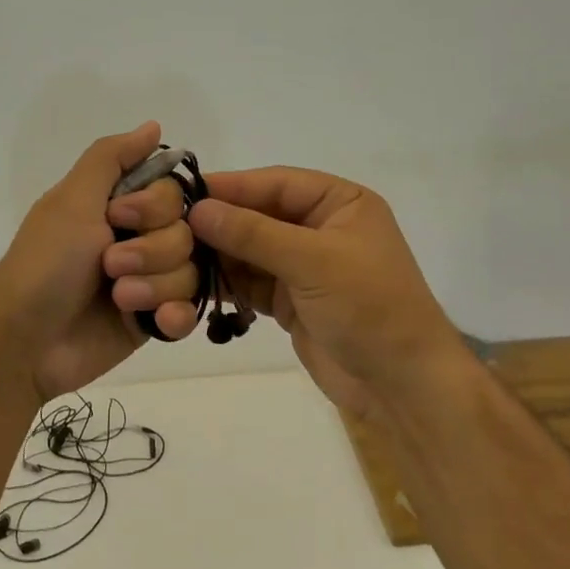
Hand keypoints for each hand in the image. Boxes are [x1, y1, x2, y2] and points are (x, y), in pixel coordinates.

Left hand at [0, 122, 199, 400]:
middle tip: (109, 266)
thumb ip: (111, 158)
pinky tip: (156, 322)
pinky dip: (175, 316)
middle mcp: (139, 240)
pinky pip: (190, 311)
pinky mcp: (153, 321)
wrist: (26, 341)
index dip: (154, 207)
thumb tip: (153, 126)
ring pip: (191, 272)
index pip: (173, 194)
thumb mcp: (72, 200)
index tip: (118, 217)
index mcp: (120, 207)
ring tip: (118, 299)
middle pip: (187, 234)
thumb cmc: (45, 264)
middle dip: (150, 252)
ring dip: (154, 286)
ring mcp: (149, 282)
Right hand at [188, 168, 461, 421]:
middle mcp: (321, 228)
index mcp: (341, 203)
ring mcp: (305, 266)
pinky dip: (227, 284)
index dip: (231, 187)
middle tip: (169, 228)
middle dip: (220, 224)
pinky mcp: (291, 301)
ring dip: (218, 255)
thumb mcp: (312, 261)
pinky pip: (251, 283)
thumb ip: (253, 233)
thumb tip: (198, 209)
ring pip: (251, 251)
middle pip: (259, 215)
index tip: (183, 193)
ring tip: (175, 257)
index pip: (277, 183)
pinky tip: (195, 284)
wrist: (400, 384)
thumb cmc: (368, 307)